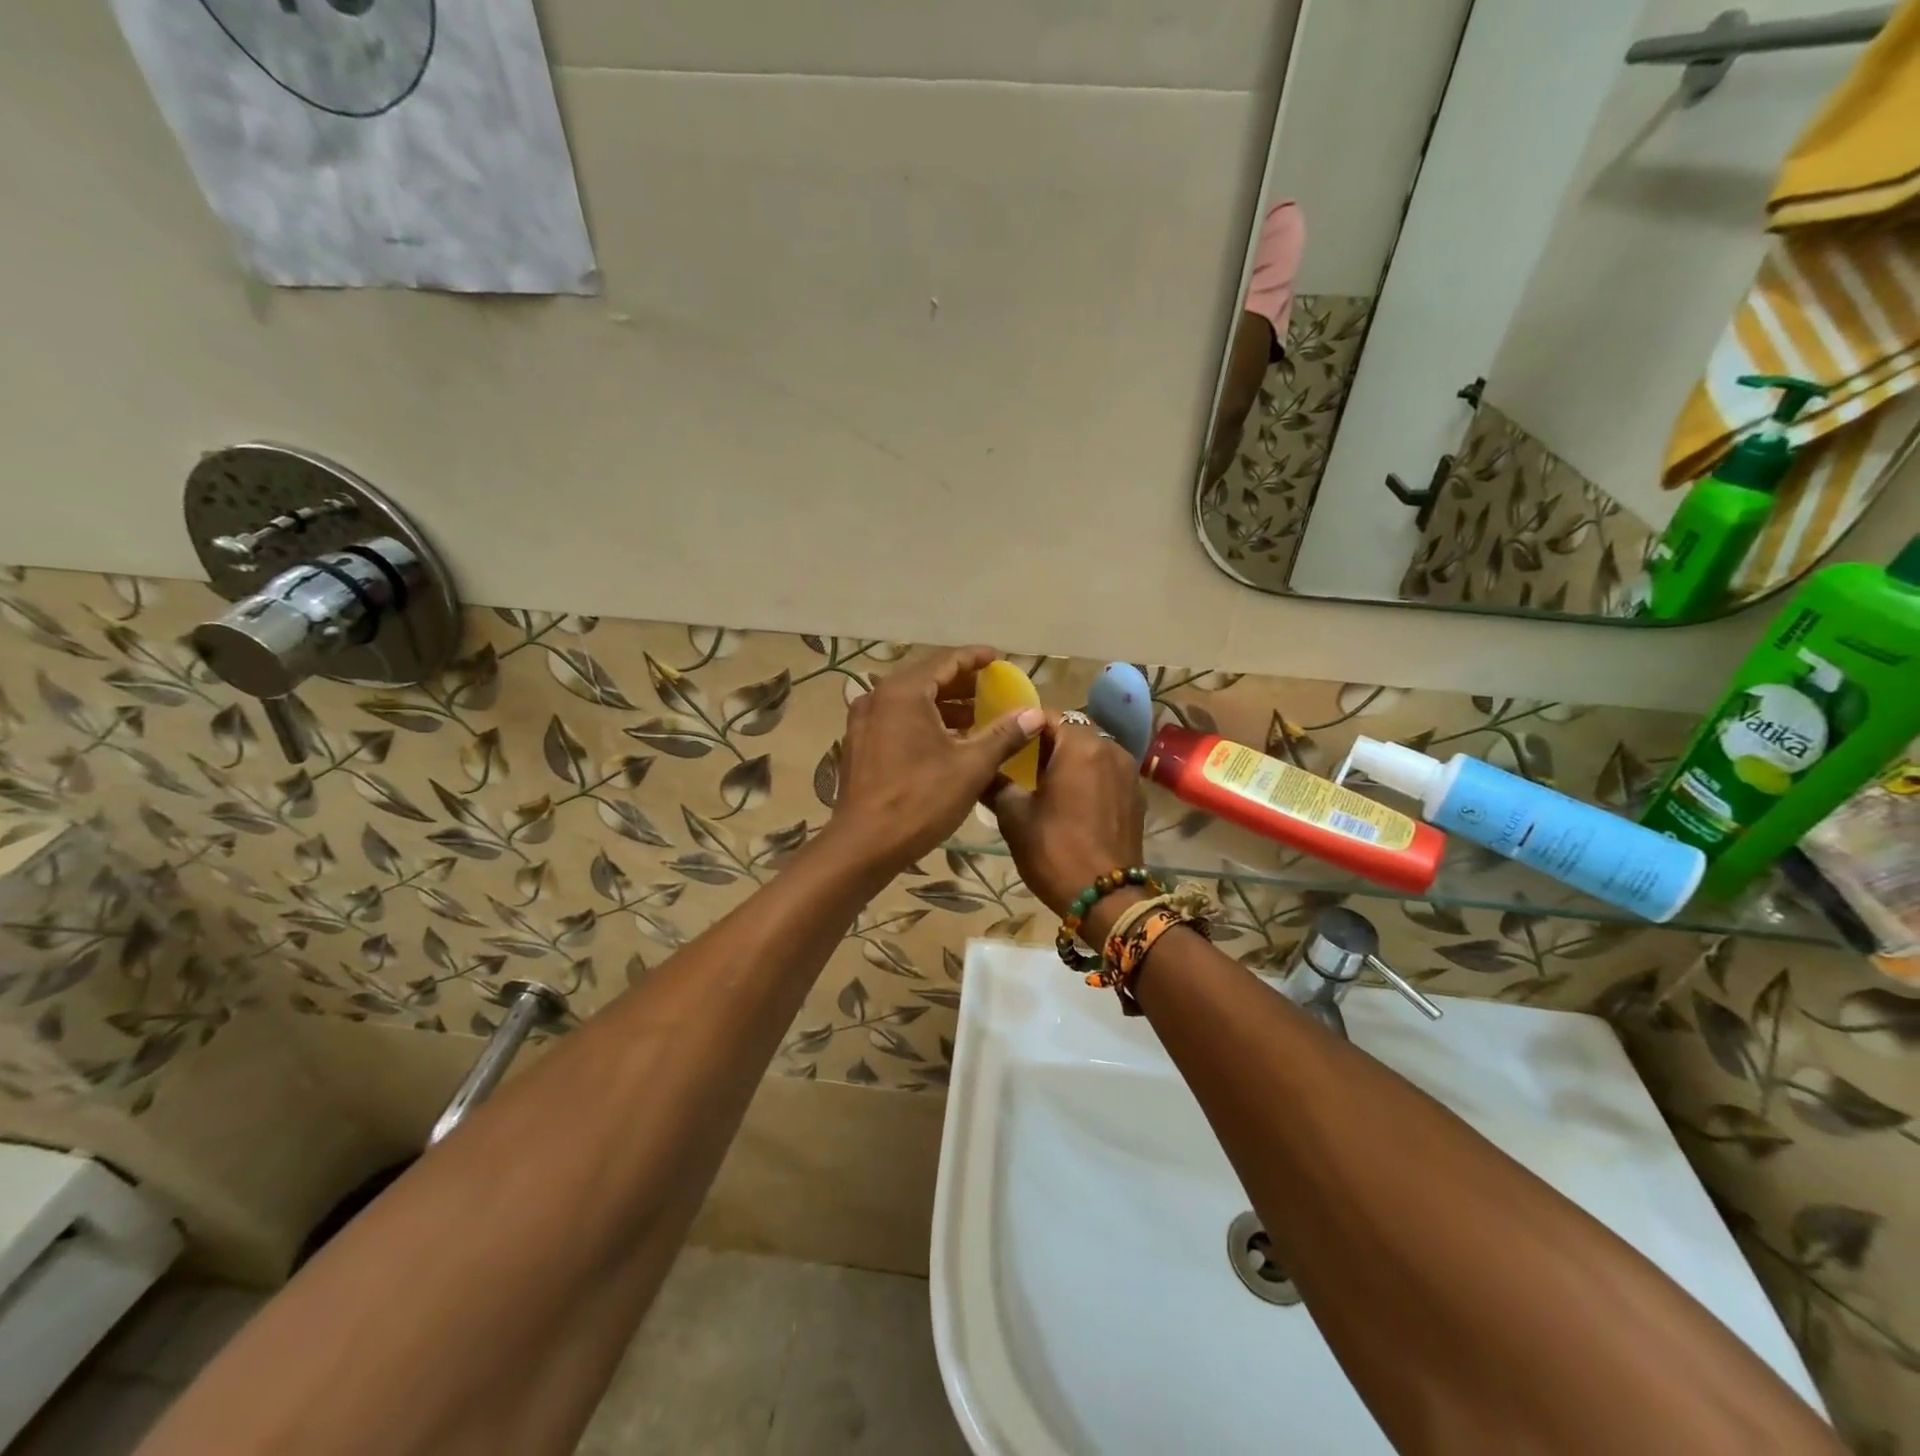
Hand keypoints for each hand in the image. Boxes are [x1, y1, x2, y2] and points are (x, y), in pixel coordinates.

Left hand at [828, 646, 1044, 876]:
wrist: (864, 844)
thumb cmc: (920, 800)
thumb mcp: (971, 766)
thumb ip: (1005, 734)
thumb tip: (1035, 714)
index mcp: (904, 692)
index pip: (946, 661)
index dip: (976, 658)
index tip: (999, 659)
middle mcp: (878, 696)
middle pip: (927, 678)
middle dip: (962, 684)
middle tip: (994, 689)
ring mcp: (864, 720)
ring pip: (911, 701)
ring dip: (944, 706)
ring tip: (978, 717)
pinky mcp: (860, 743)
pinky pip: (897, 719)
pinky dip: (924, 721)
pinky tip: (948, 740)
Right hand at [991, 715, 1145, 920]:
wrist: (1106, 898)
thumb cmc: (1055, 850)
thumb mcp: (1014, 817)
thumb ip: (996, 784)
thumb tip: (981, 771)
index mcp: (1081, 745)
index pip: (1048, 715)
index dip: (1023, 725)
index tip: (1004, 740)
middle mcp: (1111, 748)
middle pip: (1073, 731)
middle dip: (1047, 741)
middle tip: (1019, 760)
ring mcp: (1129, 772)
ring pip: (1092, 751)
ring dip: (1069, 758)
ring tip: (1042, 780)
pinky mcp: (1136, 795)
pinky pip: (1106, 772)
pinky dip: (1088, 776)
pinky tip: (1069, 798)